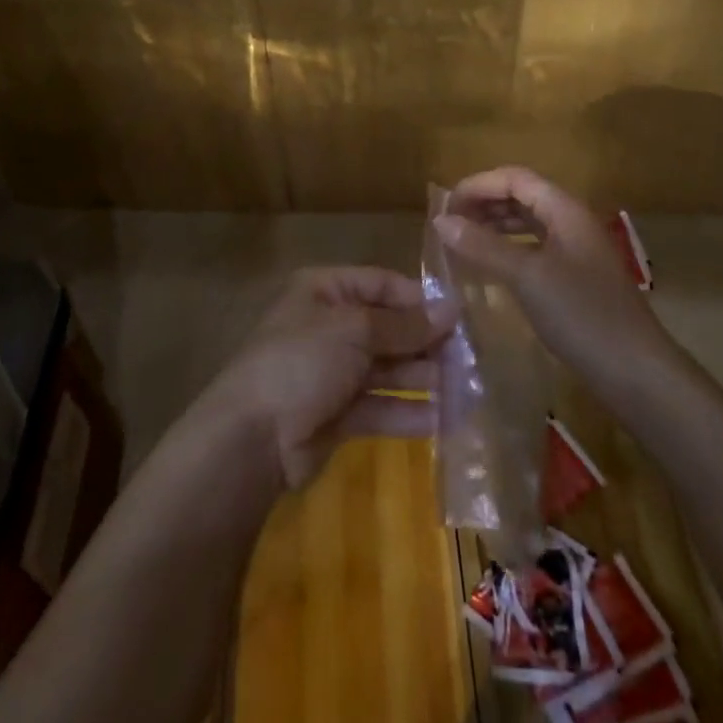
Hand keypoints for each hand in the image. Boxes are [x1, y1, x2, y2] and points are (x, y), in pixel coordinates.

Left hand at [203, 266, 457, 490]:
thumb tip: (451, 310)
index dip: (419, 300)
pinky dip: (410, 411)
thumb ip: (404, 325)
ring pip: (388, 369)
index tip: (460, 317)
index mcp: (326, 291)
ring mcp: (334, 372)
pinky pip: (382, 406)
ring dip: (424, 377)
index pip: (382, 285)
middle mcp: (331, 326)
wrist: (252, 438)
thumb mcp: (355, 330)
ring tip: (467, 387)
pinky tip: (446, 419)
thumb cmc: (302, 361)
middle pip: (388, 328)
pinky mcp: (339, 415)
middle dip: (426, 342)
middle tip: (471, 357)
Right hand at [434, 166, 677, 390]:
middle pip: (522, 196)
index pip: (515, 178)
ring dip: (494, 226)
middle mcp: (572, 223)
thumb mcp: (528, 277)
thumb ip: (483, 246)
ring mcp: (577, 252)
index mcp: (566, 210)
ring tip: (462, 242)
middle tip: (448, 224)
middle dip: (484, 203)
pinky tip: (490, 268)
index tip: (445, 206)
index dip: (478, 185)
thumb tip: (440, 220)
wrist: (638, 375)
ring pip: (529, 223)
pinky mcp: (577, 280)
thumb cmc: (583, 316)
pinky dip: (508, 250)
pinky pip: (535, 250)